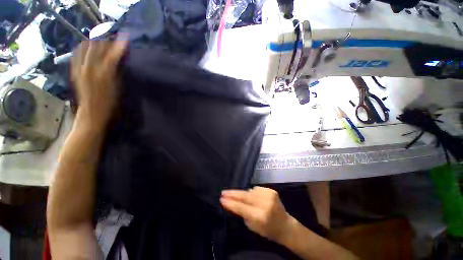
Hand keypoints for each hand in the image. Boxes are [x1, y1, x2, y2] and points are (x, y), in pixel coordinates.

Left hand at [71, 38, 127, 128]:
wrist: (92, 113)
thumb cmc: (109, 103)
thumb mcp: (117, 87)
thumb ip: (117, 71)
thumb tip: (119, 59)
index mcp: (103, 73)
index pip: (111, 54)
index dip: (118, 45)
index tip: (125, 39)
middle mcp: (89, 67)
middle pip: (97, 47)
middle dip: (107, 42)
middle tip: (114, 42)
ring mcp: (80, 68)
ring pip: (86, 48)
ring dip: (95, 44)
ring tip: (102, 45)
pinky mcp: (75, 71)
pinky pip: (77, 54)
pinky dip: (83, 49)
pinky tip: (88, 50)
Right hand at [220, 187, 294, 243]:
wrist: (285, 225)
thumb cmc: (268, 230)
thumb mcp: (252, 226)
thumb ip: (242, 214)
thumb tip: (232, 202)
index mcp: (260, 216)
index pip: (241, 208)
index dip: (230, 203)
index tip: (222, 199)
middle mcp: (264, 204)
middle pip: (245, 196)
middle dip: (233, 194)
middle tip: (223, 192)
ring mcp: (269, 195)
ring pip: (250, 191)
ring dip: (243, 194)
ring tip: (237, 195)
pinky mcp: (271, 190)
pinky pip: (256, 189)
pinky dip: (252, 192)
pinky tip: (251, 196)